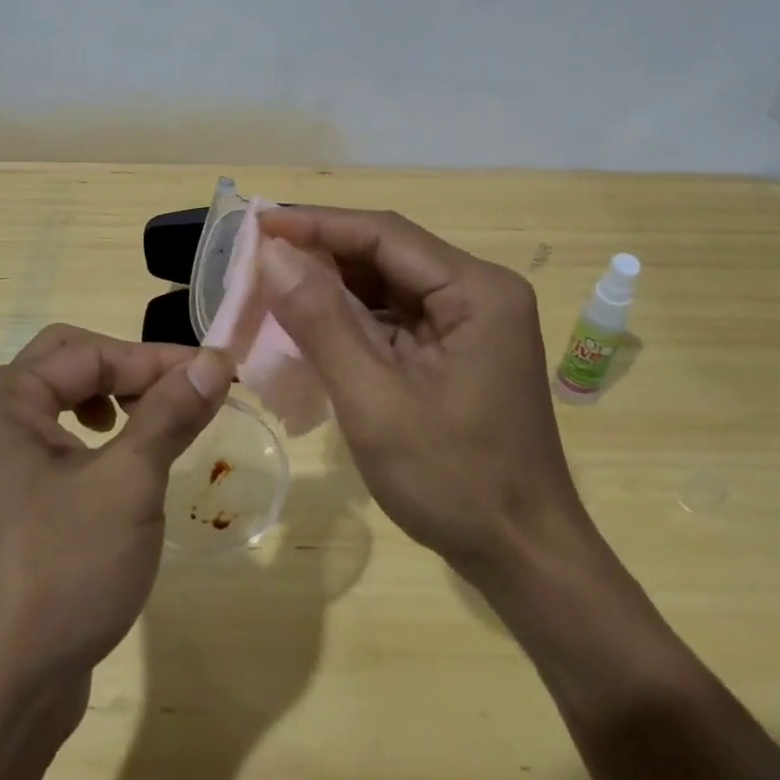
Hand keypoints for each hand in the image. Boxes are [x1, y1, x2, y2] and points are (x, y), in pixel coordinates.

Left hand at [0, 325, 233, 684]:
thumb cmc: (58, 574)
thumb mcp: (128, 484)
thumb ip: (170, 413)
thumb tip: (214, 361)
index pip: (90, 353)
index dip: (158, 361)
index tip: (218, 373)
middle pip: (68, 364)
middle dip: (131, 375)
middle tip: (183, 397)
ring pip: (58, 404)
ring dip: (114, 404)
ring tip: (154, 429)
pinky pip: (49, 445)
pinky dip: (92, 443)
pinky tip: (120, 472)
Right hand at [255, 207, 588, 579]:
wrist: (523, 557)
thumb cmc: (454, 482)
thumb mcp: (375, 402)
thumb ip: (322, 323)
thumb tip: (273, 255)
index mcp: (476, 291)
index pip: (385, 235)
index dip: (317, 223)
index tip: (259, 222)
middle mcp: (479, 292)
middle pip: (387, 254)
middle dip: (321, 254)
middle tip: (256, 256)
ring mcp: (471, 321)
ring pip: (387, 284)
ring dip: (331, 286)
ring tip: (272, 285)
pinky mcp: (457, 348)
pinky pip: (395, 317)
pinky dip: (351, 318)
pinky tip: (309, 323)